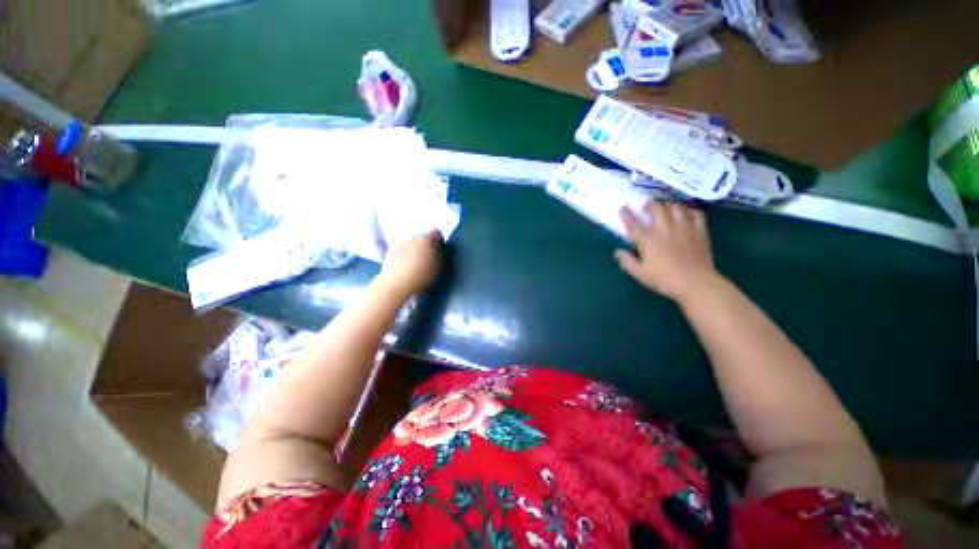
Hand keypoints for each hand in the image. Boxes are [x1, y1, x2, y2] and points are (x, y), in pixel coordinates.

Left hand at [378, 231, 442, 298]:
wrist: (397, 284)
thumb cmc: (423, 276)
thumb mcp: (440, 268)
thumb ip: (444, 257)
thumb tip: (444, 252)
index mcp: (427, 240)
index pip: (436, 234)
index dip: (439, 242)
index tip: (441, 251)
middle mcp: (414, 238)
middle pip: (423, 238)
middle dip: (426, 246)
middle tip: (429, 259)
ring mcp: (401, 244)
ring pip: (411, 244)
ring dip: (415, 250)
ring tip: (416, 265)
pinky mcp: (390, 252)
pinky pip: (401, 251)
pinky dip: (404, 256)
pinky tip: (405, 267)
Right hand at [615, 200, 719, 301]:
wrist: (695, 282)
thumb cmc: (663, 279)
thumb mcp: (639, 273)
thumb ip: (627, 261)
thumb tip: (617, 252)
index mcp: (648, 239)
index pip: (634, 223)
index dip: (627, 214)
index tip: (623, 208)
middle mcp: (664, 229)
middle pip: (657, 209)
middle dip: (651, 204)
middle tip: (648, 204)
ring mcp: (684, 228)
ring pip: (676, 208)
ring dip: (670, 205)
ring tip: (667, 207)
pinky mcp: (700, 231)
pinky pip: (696, 214)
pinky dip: (690, 211)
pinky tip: (687, 213)